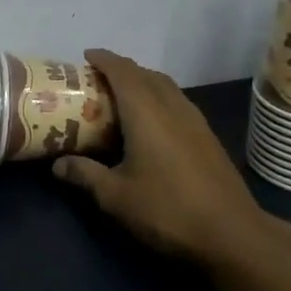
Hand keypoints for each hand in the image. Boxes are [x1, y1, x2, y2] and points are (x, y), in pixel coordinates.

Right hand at [54, 48, 290, 269]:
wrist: (232, 234)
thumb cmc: (167, 209)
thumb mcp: (115, 196)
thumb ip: (85, 175)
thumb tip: (57, 165)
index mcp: (147, 113)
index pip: (123, 72)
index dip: (104, 60)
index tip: (86, 56)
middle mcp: (173, 108)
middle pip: (147, 75)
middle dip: (122, 70)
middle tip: (98, 81)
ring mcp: (196, 122)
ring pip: (167, 88)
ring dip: (143, 83)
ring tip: (122, 98)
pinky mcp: (208, 139)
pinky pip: (178, 104)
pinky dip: (159, 100)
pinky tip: (151, 125)